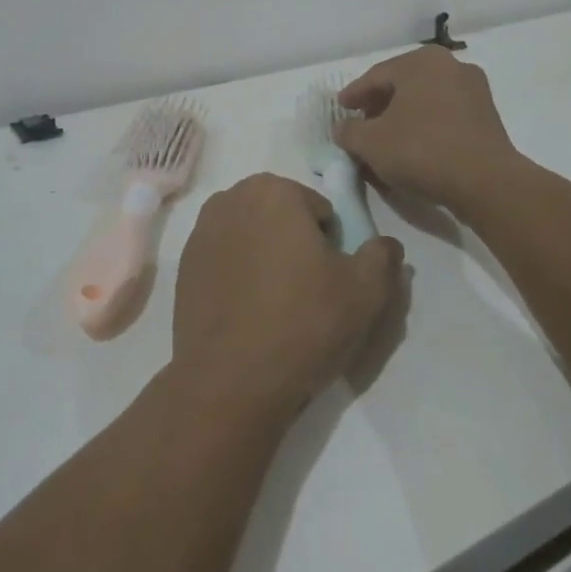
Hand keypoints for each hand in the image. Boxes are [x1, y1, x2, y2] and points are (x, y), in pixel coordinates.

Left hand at [172, 174, 403, 419]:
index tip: (329, 279)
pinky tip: (246, 314)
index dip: (330, 244)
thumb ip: (381, 257)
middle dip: (295, 244)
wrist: (230, 381)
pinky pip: (225, 260)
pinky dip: (238, 275)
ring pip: (251, 237)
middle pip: (280, 217)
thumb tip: (387, 244)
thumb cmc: (303, 323)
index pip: (318, 209)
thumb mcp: (365, 292)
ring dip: (265, 257)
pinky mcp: (183, 266)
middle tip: (307, 292)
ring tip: (276, 306)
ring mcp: (200, 232)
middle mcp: (231, 198)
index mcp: (273, 191)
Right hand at [335, 47, 524, 216]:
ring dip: (403, 116)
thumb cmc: (422, 151)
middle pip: (403, 84)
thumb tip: (342, 128)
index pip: (377, 75)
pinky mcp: (487, 117)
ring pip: (425, 100)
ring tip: (386, 138)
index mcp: (422, 62)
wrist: (486, 182)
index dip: (354, 94)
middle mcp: (451, 66)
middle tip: (361, 123)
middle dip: (379, 104)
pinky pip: (445, 115)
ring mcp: (474, 90)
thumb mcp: (371, 143)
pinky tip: (414, 146)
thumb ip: (349, 131)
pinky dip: (425, 126)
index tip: (341, 109)